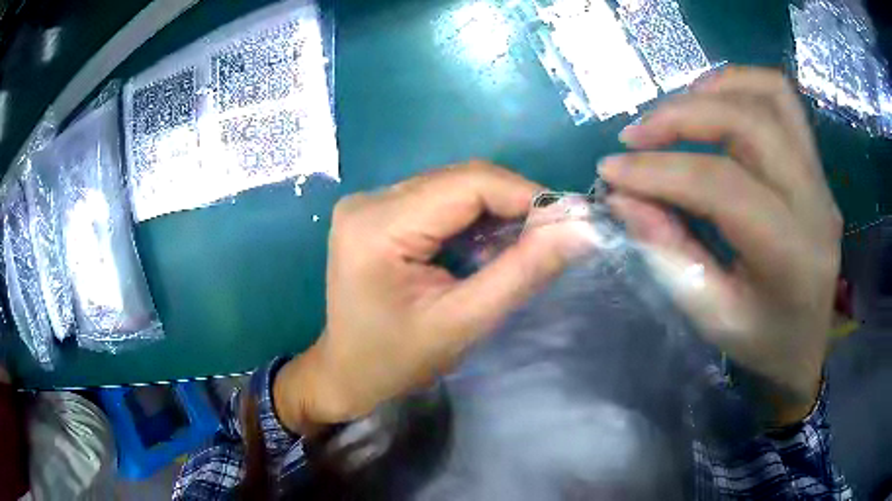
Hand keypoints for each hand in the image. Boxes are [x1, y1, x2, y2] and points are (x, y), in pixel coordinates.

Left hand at [274, 161, 592, 432]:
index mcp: (378, 224)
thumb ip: (523, 272)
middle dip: (513, 203)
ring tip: (522, 245)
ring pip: (453, 187)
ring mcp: (370, 203)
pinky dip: (473, 218)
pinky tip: (487, 246)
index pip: (467, 183)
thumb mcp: (464, 322)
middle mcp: (369, 200)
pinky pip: (439, 200)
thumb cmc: (396, 361)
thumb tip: (581, 229)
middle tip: (550, 236)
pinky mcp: (377, 213)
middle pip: (460, 180)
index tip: (566, 222)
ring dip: (495, 210)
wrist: (347, 374)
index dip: (525, 194)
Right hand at [599, 67, 841, 423]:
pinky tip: (714, 102)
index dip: (660, 171)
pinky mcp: (817, 167)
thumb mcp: (710, 314)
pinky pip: (784, 101)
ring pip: (771, 95)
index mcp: (789, 255)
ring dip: (714, 89)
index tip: (612, 170)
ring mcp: (820, 178)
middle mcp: (814, 203)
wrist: (810, 342)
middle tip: (637, 134)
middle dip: (682, 116)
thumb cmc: (762, 341)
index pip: (722, 186)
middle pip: (749, 123)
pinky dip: (742, 86)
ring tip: (675, 109)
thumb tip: (624, 198)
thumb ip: (669, 253)